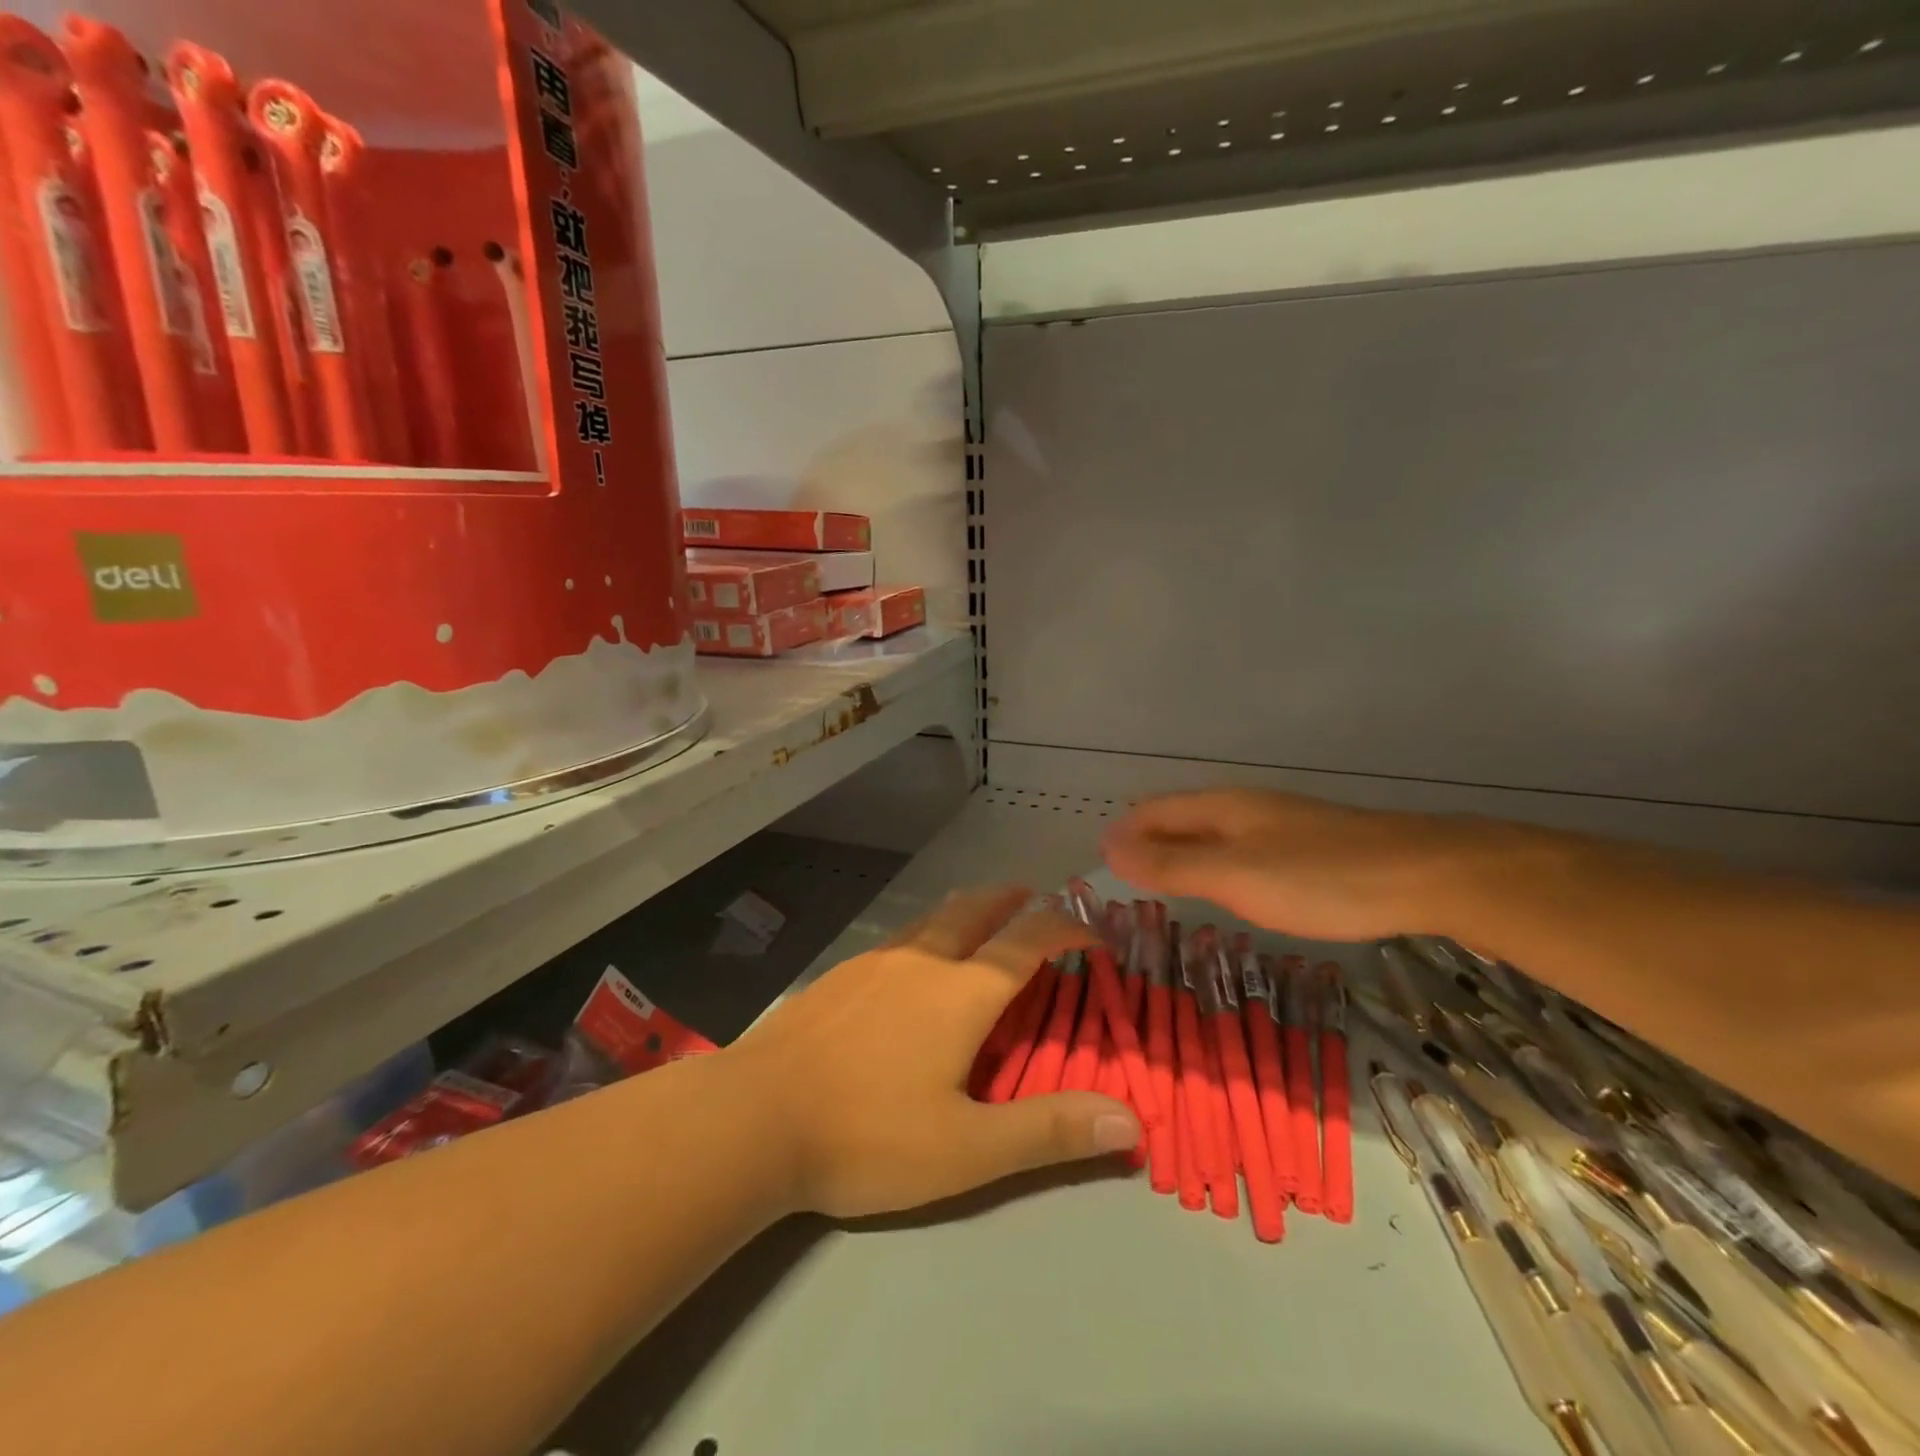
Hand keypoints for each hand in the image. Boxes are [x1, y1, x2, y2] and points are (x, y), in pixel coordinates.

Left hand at [725, 886, 1141, 1218]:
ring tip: (982, 919)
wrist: (753, 1117)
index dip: (1067, 926)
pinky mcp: (839, 975)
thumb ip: (1048, 1132)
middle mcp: (922, 961)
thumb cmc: (867, 1136)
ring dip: (968, 911)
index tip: (1093, 929)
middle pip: (976, 910)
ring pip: (933, 919)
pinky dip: (927, 934)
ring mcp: (874, 962)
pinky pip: (898, 938)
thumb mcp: (967, 1150)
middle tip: (1035, 899)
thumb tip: (1130, 1121)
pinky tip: (913, 964)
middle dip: (1013, 900)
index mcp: (961, 992)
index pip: (1029, 941)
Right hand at [1101, 789, 1489, 941]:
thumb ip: (1171, 864)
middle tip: (1122, 882)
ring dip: (1181, 855)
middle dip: (1147, 843)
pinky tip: (1228, 889)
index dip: (1124, 834)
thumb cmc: (1320, 878)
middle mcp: (1245, 808)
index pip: (1154, 811)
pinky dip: (1215, 867)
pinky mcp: (1308, 849)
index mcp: (1222, 807)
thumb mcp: (1235, 875)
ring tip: (1162, 886)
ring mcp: (1280, 827)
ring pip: (1213, 835)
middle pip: (1181, 819)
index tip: (1098, 865)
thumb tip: (1107, 847)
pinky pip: (1242, 851)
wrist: (1426, 875)